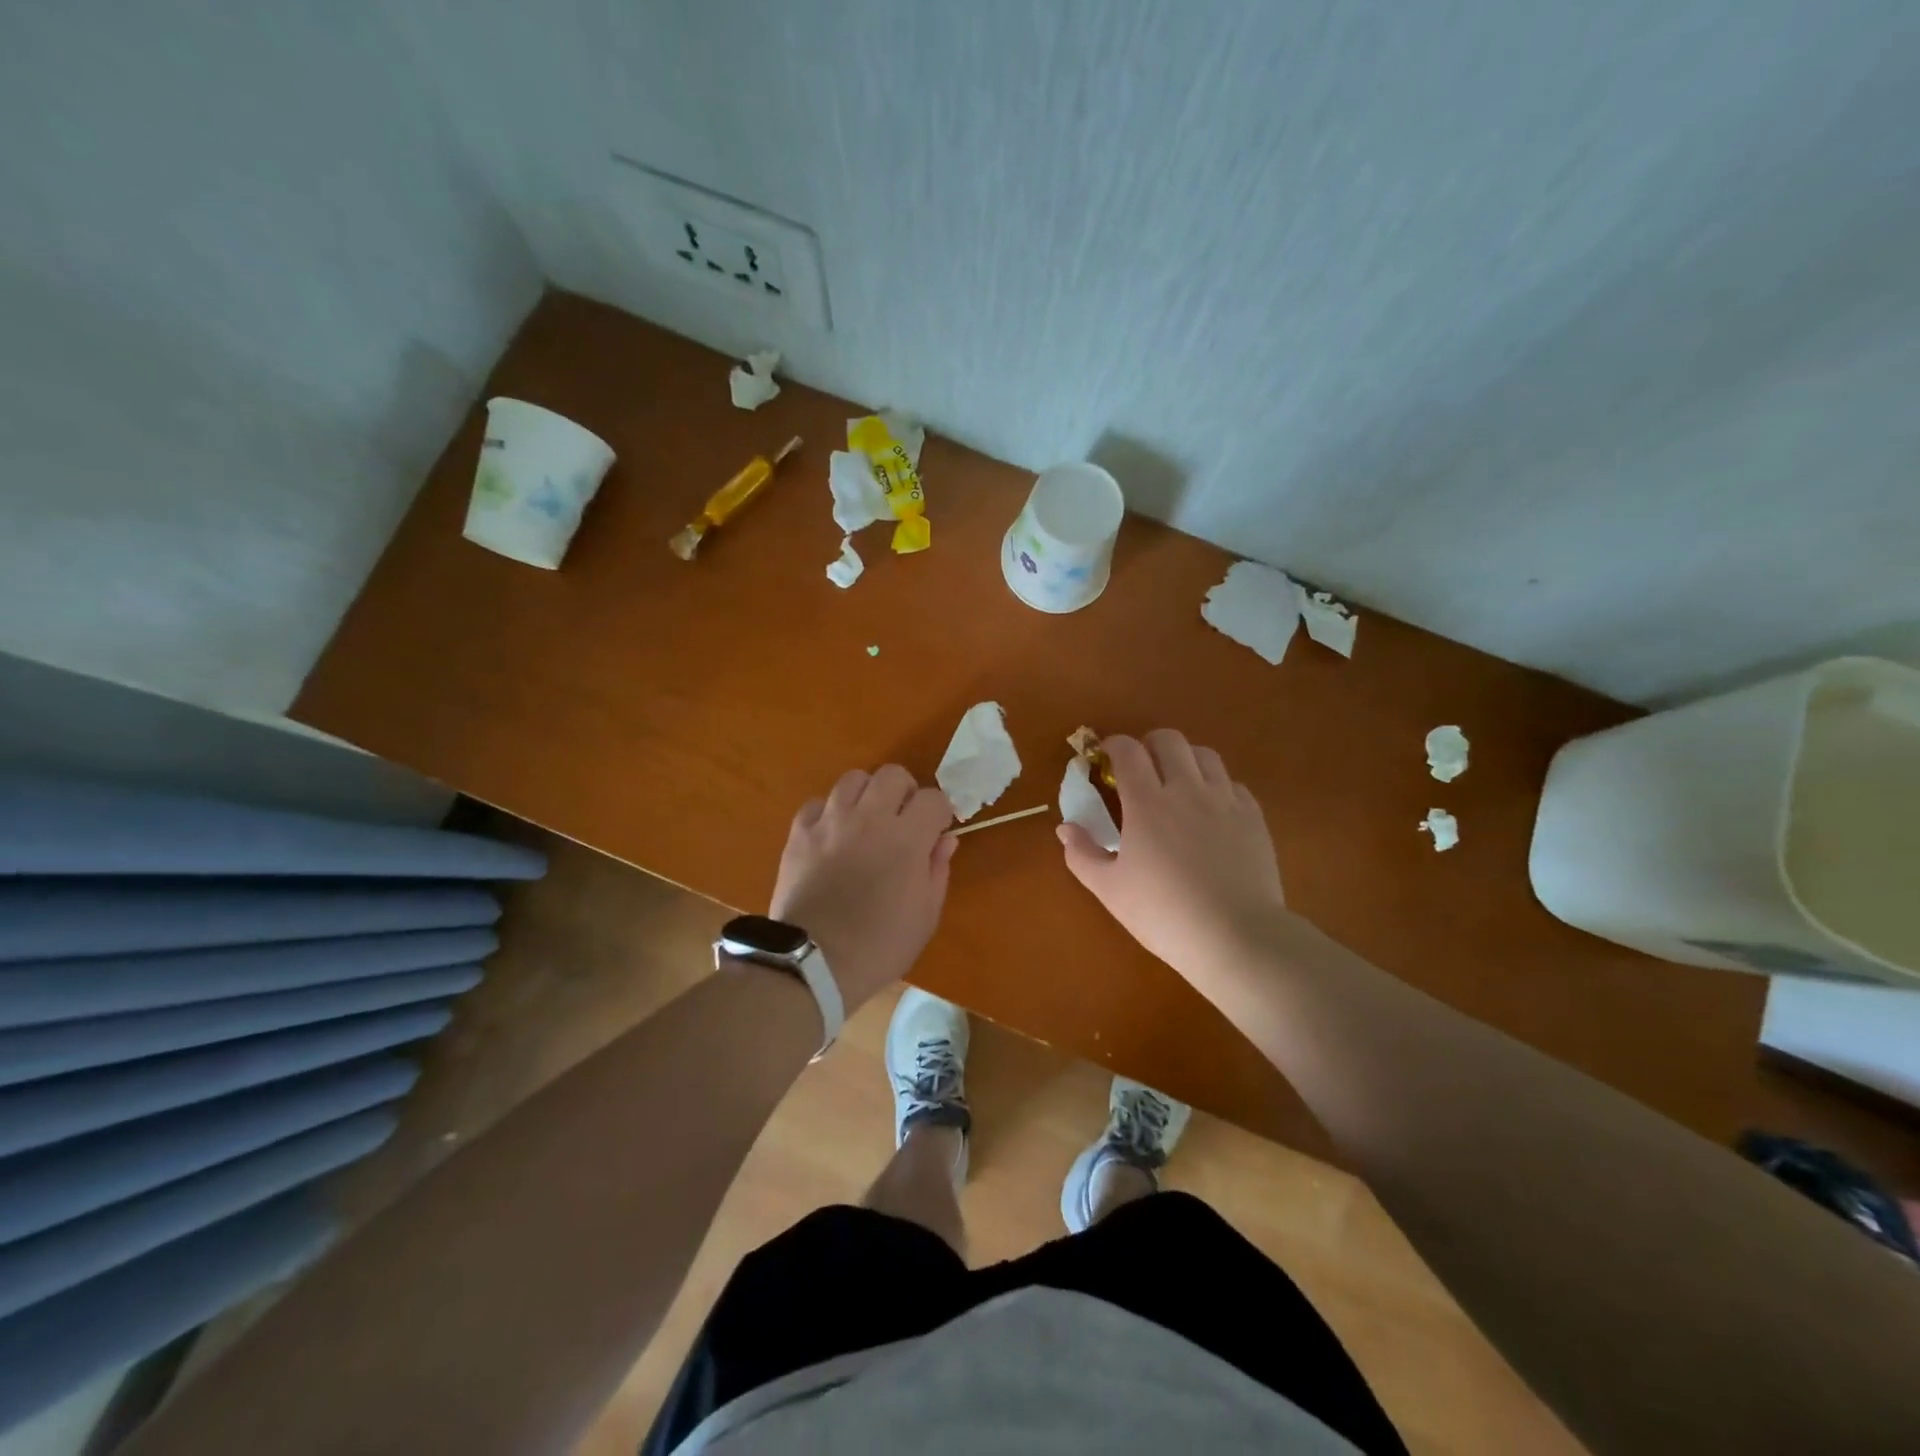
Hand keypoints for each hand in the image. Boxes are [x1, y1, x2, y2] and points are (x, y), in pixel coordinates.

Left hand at [770, 765, 957, 1009]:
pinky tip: (832, 835)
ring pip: (853, 779)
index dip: (939, 812)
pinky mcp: (800, 833)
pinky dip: (829, 813)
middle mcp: (870, 818)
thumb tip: (944, 840)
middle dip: (904, 792)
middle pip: (892, 775)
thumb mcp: (925, 916)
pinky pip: (818, 804)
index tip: (936, 831)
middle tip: (902, 819)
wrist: (814, 963)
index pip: (933, 798)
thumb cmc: (880, 946)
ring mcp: (831, 822)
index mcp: (907, 838)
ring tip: (866, 821)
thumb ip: (937, 870)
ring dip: (866, 795)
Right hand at [1057, 729, 1286, 981]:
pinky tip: (1210, 811)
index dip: (1112, 745)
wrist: (1236, 937)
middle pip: (1169, 740)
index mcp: (1147, 802)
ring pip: (1205, 755)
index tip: (1104, 757)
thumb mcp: (1109, 889)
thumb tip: (1065, 828)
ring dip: (1185, 759)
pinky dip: (1216, 786)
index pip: (1127, 750)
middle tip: (1140, 769)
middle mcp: (1187, 789)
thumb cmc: (1163, 913)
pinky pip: (1233, 784)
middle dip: (1149, 745)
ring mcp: (1225, 800)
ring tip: (1177, 784)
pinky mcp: (1253, 817)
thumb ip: (1082, 854)